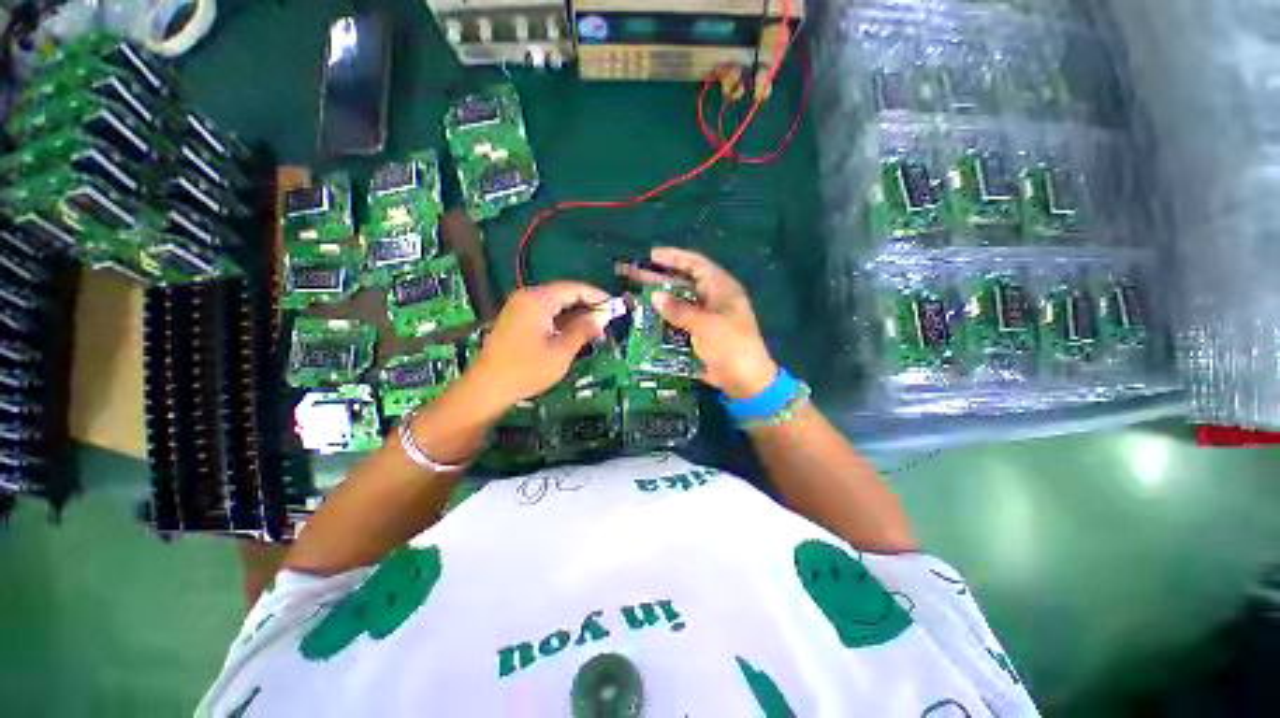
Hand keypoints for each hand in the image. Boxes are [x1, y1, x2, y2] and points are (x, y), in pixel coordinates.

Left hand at [470, 282, 610, 405]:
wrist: (488, 387)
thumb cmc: (527, 369)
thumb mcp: (562, 351)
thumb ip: (583, 329)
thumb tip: (602, 317)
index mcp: (538, 300)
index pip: (574, 288)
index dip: (597, 296)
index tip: (615, 307)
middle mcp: (527, 297)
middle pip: (565, 294)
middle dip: (588, 307)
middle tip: (607, 324)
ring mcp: (520, 308)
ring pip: (556, 305)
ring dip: (576, 316)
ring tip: (595, 333)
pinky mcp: (517, 320)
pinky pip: (546, 314)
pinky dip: (562, 322)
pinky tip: (574, 335)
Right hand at [619, 248, 777, 398]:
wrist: (745, 381)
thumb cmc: (730, 346)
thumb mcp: (706, 325)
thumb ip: (679, 310)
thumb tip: (655, 296)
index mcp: (721, 289)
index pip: (696, 264)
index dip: (674, 258)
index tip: (651, 256)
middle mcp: (712, 299)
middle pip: (682, 282)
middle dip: (658, 278)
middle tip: (632, 274)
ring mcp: (705, 317)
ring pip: (677, 303)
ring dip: (657, 300)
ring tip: (633, 296)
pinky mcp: (699, 334)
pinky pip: (677, 322)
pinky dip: (663, 320)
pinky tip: (645, 321)